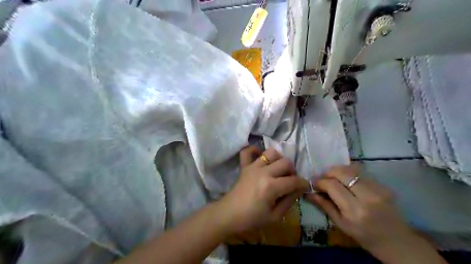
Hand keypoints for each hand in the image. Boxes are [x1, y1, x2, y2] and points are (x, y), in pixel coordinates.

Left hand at [220, 146, 311, 234]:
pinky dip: (254, 150)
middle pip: (285, 162)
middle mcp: (263, 172)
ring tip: (277, 169)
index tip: (305, 186)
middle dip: (292, 171)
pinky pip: (247, 151)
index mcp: (271, 187)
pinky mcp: (244, 166)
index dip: (303, 183)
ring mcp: (252, 167)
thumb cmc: (252, 219)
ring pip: (271, 152)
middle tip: (289, 180)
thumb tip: (299, 189)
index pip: (294, 181)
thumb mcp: (275, 216)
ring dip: (278, 159)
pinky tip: (260, 157)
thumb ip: (289, 201)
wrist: (229, 214)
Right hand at [304, 165, 435, 261]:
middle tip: (323, 179)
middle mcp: (367, 196)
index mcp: (355, 210)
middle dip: (328, 172)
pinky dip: (349, 174)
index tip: (314, 184)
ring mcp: (378, 188)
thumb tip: (309, 192)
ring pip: (351, 169)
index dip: (320, 181)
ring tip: (333, 179)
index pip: (332, 185)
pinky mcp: (383, 185)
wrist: (397, 241)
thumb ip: (324, 206)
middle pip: (342, 172)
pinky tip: (347, 182)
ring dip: (338, 171)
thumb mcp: (341, 224)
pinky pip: (361, 172)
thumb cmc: (365, 237)